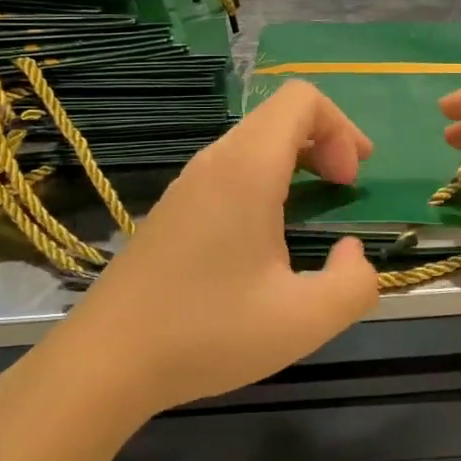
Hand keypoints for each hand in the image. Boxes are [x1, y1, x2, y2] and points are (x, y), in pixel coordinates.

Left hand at [56, 81, 379, 415]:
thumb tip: (352, 253)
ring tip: (313, 208)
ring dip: (296, 160)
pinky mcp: (174, 208)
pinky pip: (231, 168)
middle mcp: (215, 161)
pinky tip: (268, 234)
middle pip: (280, 114)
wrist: (106, 362)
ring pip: (254, 140)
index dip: (341, 128)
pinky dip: (266, 179)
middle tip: (344, 187)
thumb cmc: (207, 333)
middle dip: (325, 140)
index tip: (349, 182)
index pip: (301, 99)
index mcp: (247, 168)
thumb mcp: (303, 320)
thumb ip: (354, 285)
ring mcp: (188, 183)